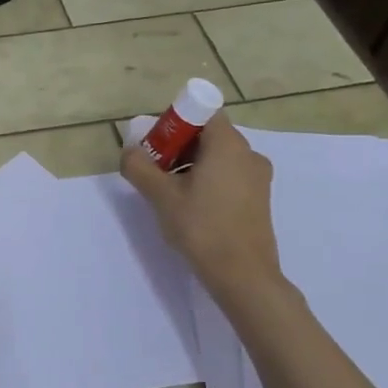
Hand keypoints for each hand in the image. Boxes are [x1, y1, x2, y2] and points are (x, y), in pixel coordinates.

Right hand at [121, 114, 284, 295]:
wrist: (243, 275)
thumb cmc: (202, 227)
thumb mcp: (161, 196)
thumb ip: (140, 167)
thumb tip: (128, 151)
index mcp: (228, 144)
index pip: (202, 112)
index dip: (175, 122)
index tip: (155, 144)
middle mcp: (248, 153)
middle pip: (209, 135)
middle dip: (178, 146)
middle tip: (154, 168)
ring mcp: (258, 177)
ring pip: (218, 157)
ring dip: (191, 165)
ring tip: (169, 191)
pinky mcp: (259, 198)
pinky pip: (229, 175)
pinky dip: (208, 180)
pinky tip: (191, 206)